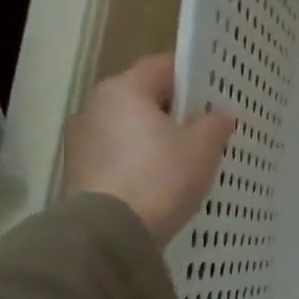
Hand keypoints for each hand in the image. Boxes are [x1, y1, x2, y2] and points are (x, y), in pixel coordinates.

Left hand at [64, 54, 235, 245]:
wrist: (111, 233)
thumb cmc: (161, 176)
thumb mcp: (203, 147)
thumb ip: (215, 124)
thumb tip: (219, 115)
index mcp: (124, 89)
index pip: (162, 66)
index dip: (192, 75)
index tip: (215, 93)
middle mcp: (95, 106)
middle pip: (143, 96)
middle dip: (174, 109)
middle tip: (206, 127)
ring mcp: (82, 140)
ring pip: (130, 127)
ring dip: (155, 136)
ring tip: (186, 158)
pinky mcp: (79, 171)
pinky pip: (118, 154)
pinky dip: (139, 160)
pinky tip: (161, 180)